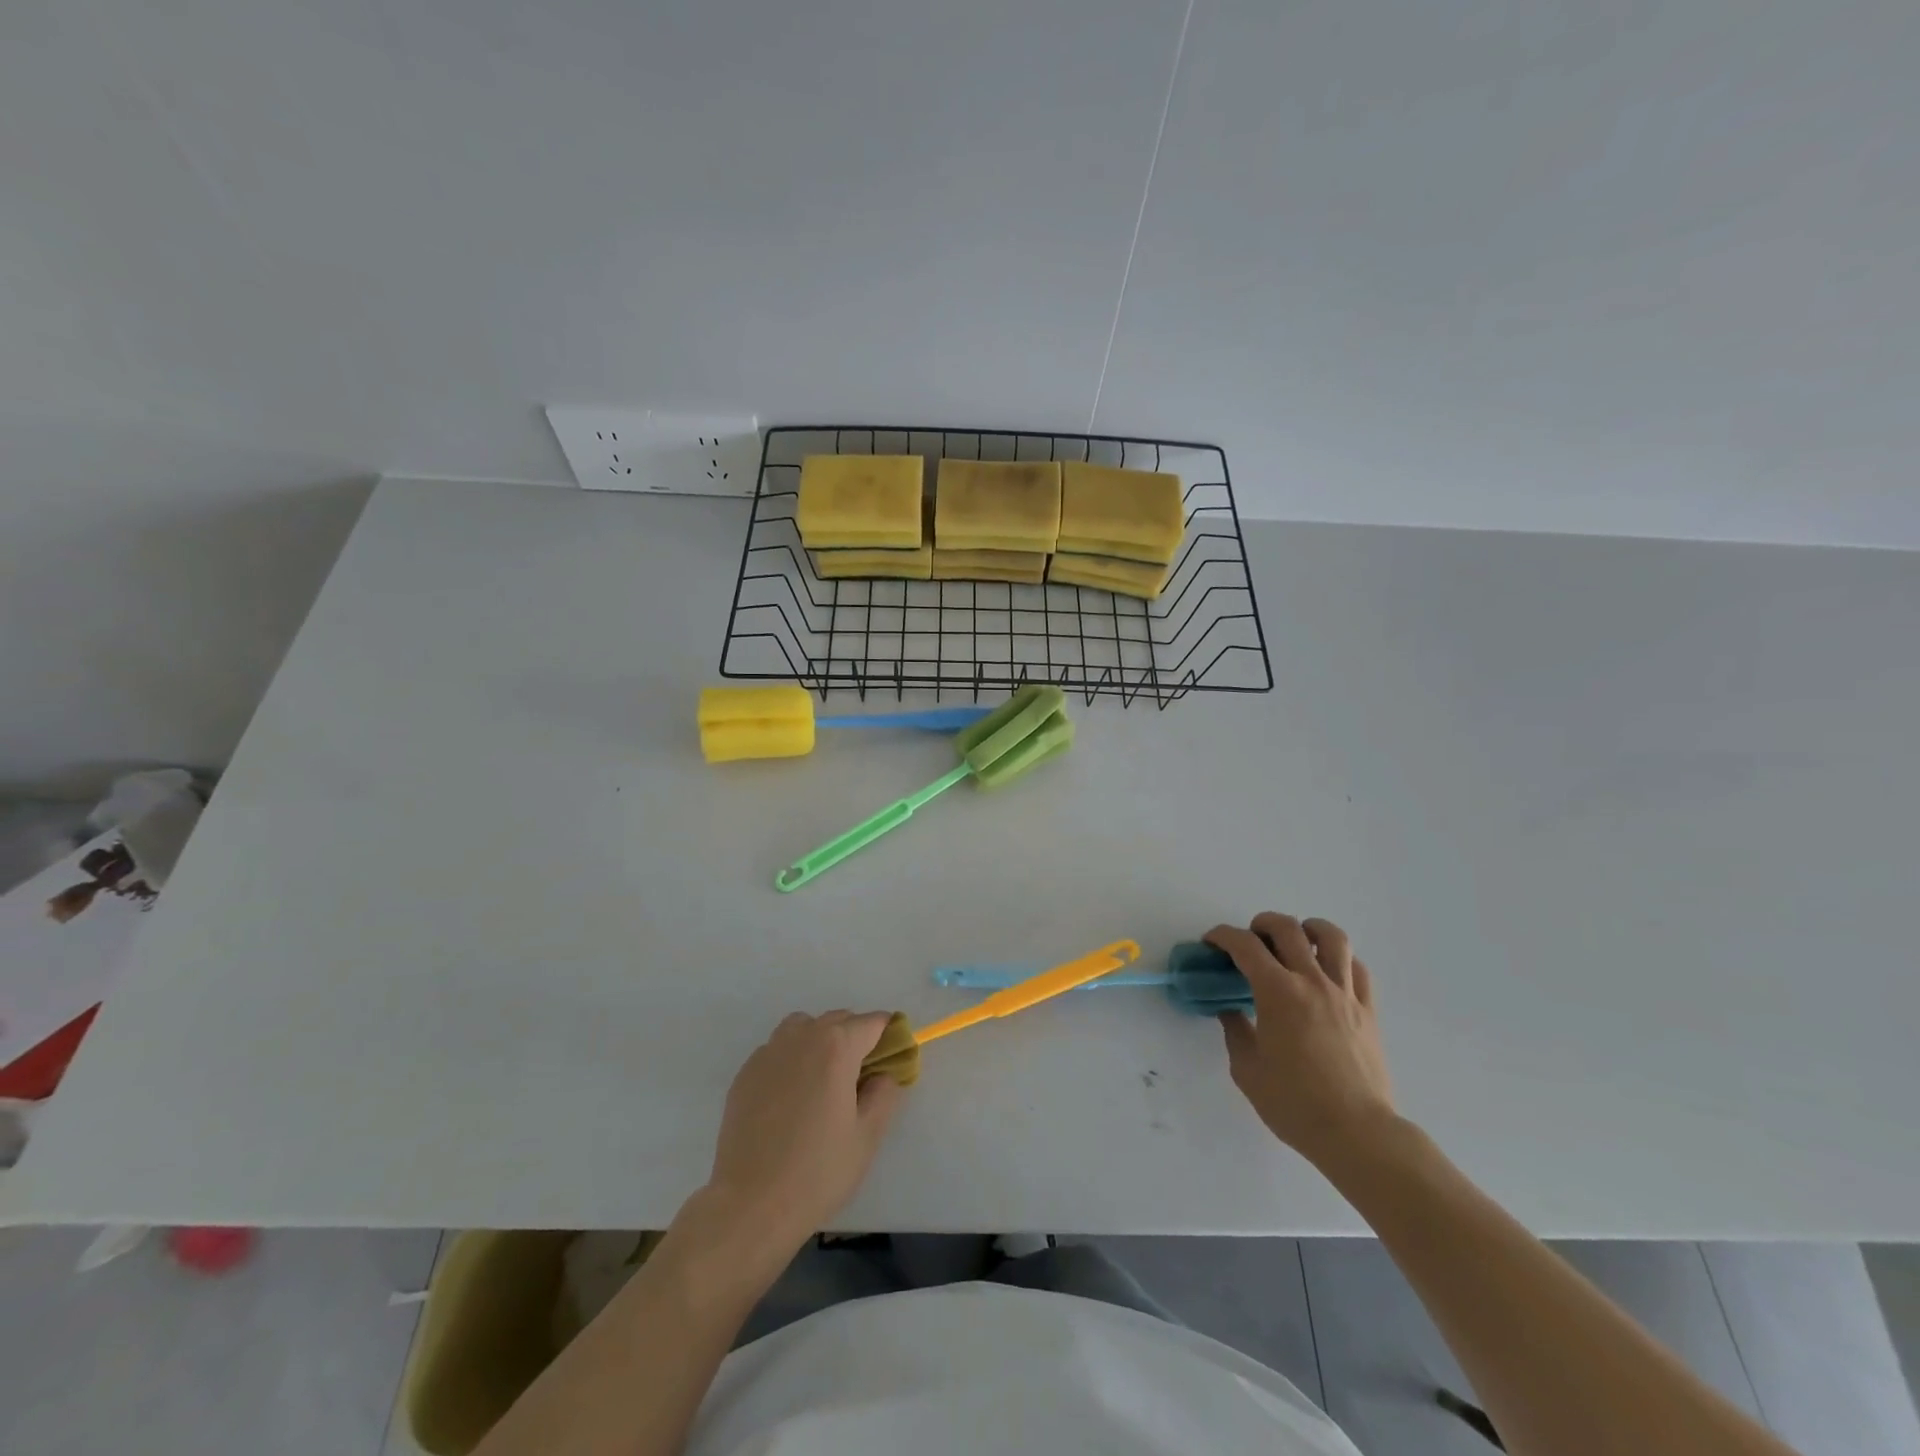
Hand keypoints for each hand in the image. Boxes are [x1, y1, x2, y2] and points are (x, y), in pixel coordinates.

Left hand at [701, 1011, 906, 1259]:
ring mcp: (769, 1053)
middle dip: (856, 1037)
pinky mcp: (745, 1073)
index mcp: (837, 1047)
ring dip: (820, 1040)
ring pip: (803, 1027)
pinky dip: (791, 1059)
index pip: (872, 1023)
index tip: (894, 1059)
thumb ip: (884, 1093)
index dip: (889, 1036)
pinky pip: (777, 1050)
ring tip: (823, 1080)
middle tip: (862, 1077)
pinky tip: (790, 1097)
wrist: (750, 1205)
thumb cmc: (818, 1172)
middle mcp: (802, 1037)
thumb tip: (884, 1073)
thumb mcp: (867, 1136)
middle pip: (838, 1020)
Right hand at [1208, 914, 1395, 1168]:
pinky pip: (1357, 967)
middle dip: (1261, 924)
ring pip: (1332, 937)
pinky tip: (1327, 971)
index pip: (1244, 945)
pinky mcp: (1368, 1010)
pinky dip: (1339, 958)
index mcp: (1277, 992)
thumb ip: (1235, 1031)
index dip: (1222, 936)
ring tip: (1296, 941)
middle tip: (1250, 940)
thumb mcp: (1247, 1069)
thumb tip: (1231, 1010)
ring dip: (1307, 929)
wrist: (1357, 1133)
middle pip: (1287, 928)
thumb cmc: (1294, 1103)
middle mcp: (1312, 982)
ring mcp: (1345, 994)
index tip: (1211, 942)